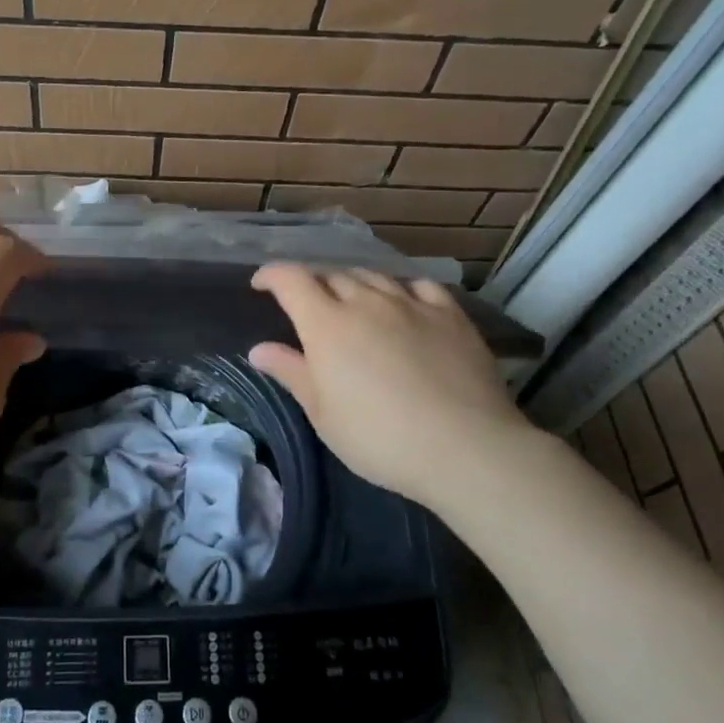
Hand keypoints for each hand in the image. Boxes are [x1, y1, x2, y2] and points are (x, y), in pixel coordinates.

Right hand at [247, 265, 541, 512]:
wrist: (464, 447)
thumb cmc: (379, 437)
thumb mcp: (323, 414)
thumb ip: (291, 373)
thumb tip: (258, 349)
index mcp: (326, 324)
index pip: (291, 280)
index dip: (272, 275)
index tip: (261, 284)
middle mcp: (365, 301)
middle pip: (332, 276)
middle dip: (313, 284)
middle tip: (308, 306)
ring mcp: (411, 304)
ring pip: (373, 276)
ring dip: (354, 284)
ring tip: (352, 302)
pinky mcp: (450, 314)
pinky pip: (419, 286)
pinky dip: (401, 289)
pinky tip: (404, 303)